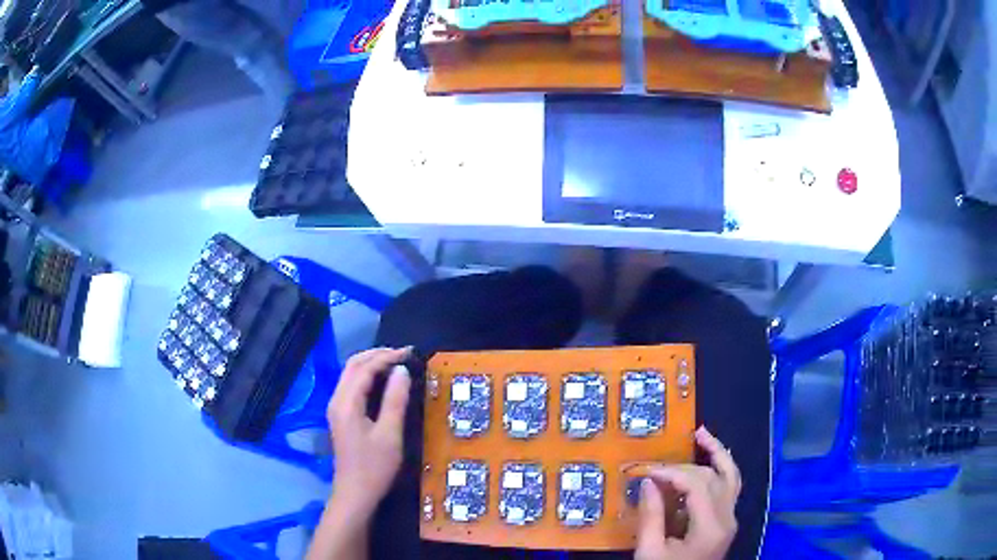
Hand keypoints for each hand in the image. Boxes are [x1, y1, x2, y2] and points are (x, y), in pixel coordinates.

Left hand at [327, 347, 412, 516]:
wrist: (355, 493)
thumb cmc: (375, 467)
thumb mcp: (390, 434)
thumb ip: (395, 400)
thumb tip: (402, 371)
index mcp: (347, 403)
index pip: (365, 368)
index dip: (386, 357)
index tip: (410, 352)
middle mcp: (337, 400)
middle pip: (353, 366)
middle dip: (377, 355)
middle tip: (403, 354)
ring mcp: (336, 409)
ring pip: (350, 375)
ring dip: (371, 364)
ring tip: (395, 362)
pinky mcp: (340, 417)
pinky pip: (351, 386)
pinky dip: (367, 376)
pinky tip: (382, 381)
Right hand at [635, 426, 740, 559]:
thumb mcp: (650, 552)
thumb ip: (651, 516)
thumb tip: (648, 482)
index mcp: (711, 527)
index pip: (697, 484)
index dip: (672, 472)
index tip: (646, 471)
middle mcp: (728, 518)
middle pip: (712, 478)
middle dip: (683, 467)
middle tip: (656, 466)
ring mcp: (731, 519)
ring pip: (731, 476)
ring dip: (717, 454)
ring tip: (701, 434)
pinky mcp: (727, 522)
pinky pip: (730, 487)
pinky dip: (722, 469)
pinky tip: (712, 458)